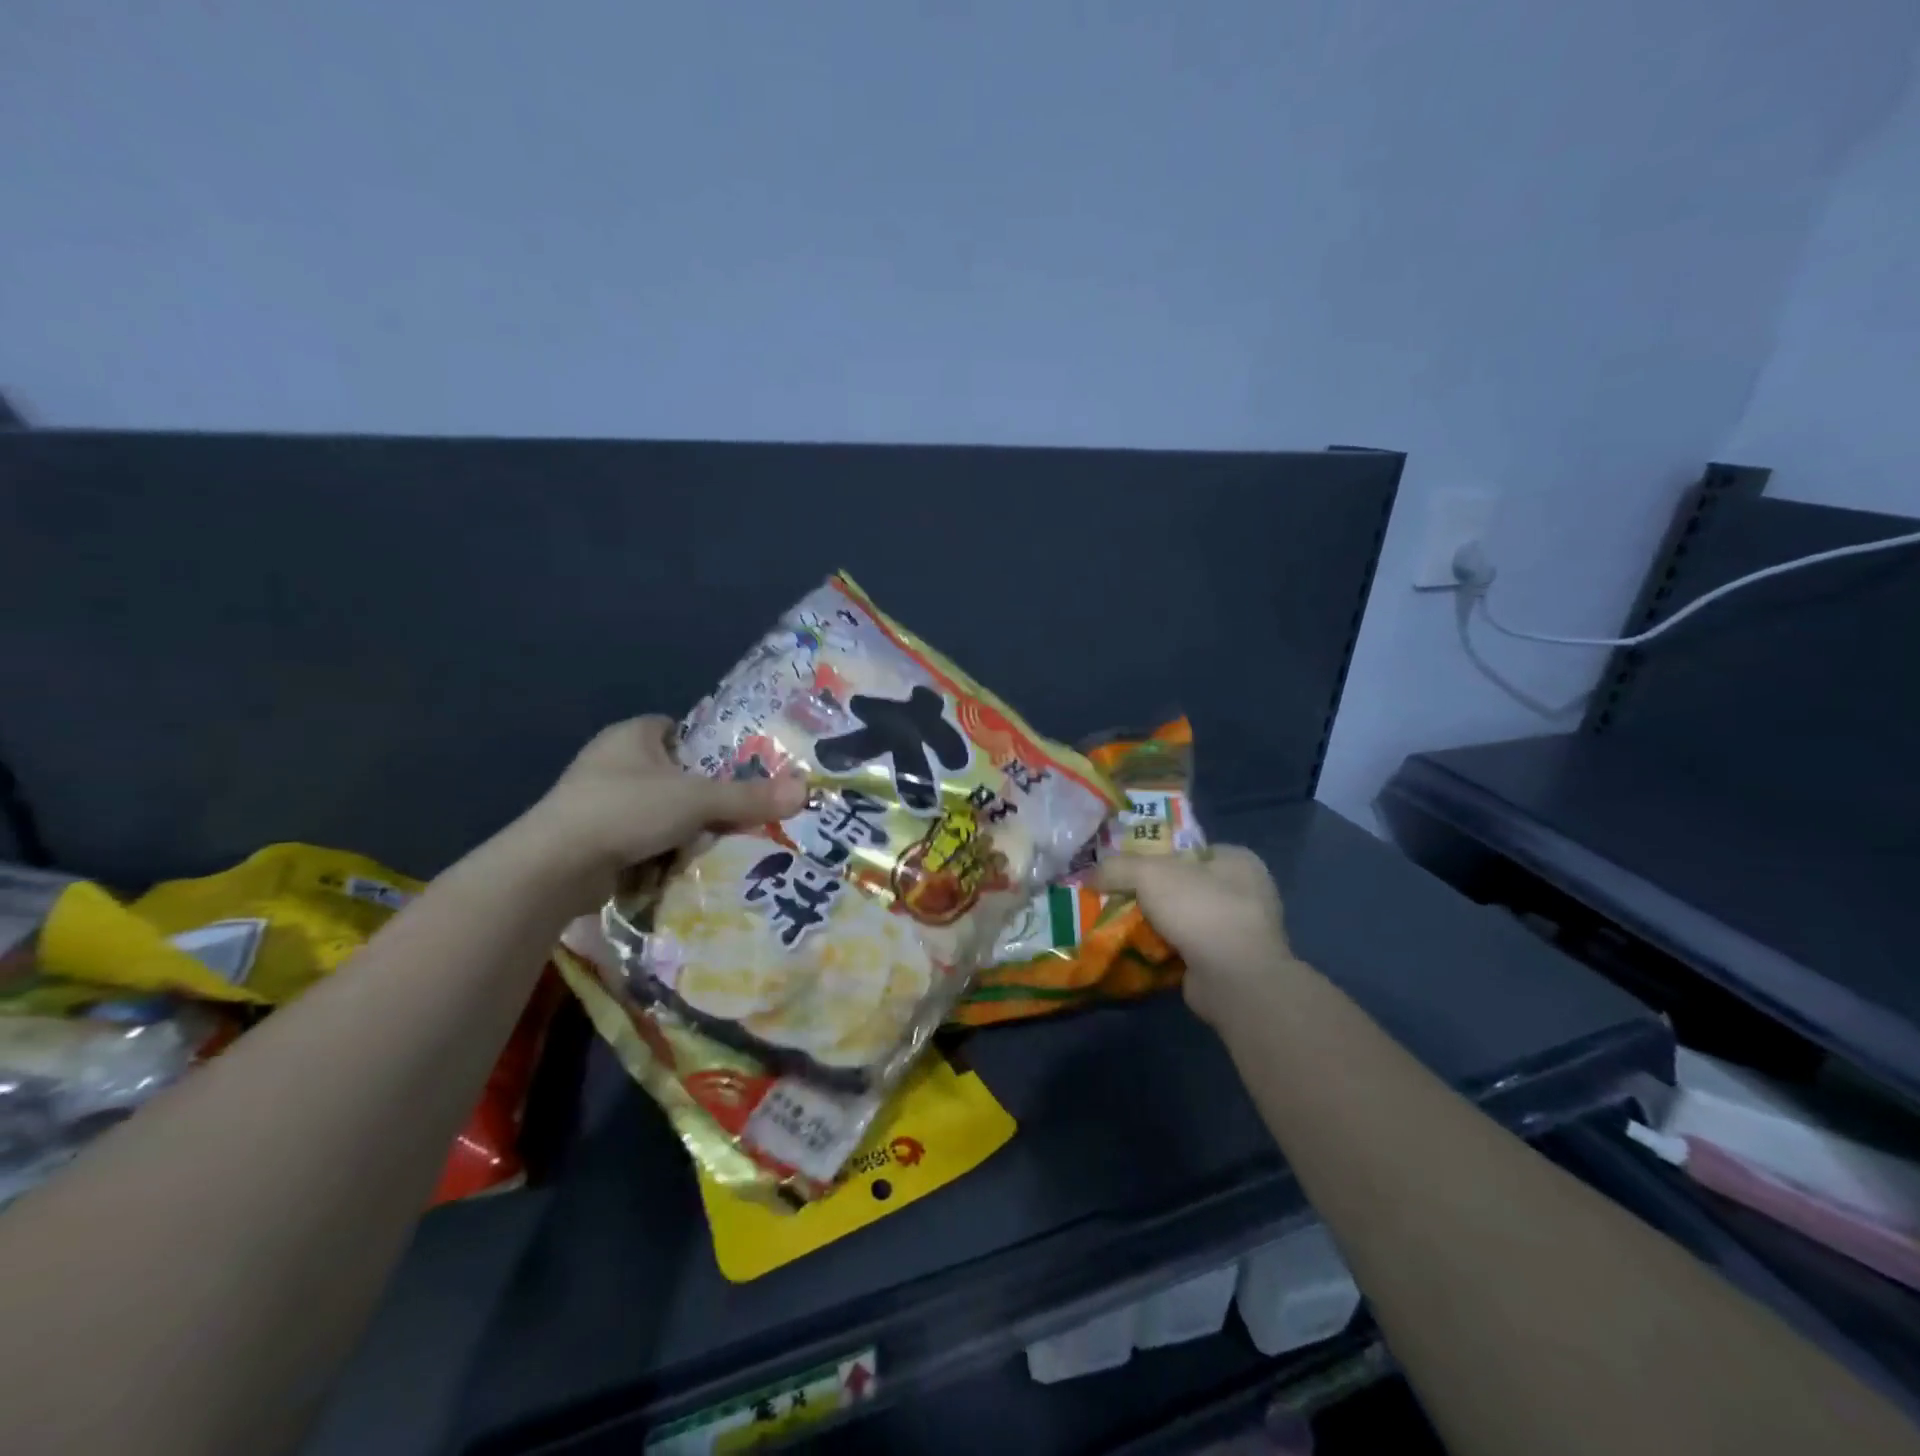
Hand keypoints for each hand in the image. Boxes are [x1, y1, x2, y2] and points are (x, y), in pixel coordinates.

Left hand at [518, 716, 808, 908]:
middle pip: (675, 774)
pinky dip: (662, 850)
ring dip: (685, 827)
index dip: (710, 746)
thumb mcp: (697, 801)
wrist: (554, 867)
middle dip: (704, 796)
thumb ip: (749, 797)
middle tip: (739, 812)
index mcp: (632, 735)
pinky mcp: (593, 838)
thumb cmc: (626, 811)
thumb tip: (805, 790)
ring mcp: (598, 801)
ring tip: (718, 842)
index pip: (679, 729)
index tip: (739, 770)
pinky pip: (642, 838)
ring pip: (660, 810)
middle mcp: (613, 762)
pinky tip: (685, 864)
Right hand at [1095, 845, 1302, 1026]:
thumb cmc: (1200, 909)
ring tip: (1121, 926)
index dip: (1155, 856)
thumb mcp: (1149, 874)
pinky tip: (1139, 951)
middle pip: (1183, 885)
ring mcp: (1240, 931)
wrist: (1235, 980)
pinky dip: (1165, 950)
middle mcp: (1245, 892)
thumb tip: (1090, 875)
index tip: (1125, 869)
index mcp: (1237, 860)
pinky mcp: (1229, 963)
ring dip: (1156, 924)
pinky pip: (1188, 948)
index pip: (1188, 850)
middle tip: (1118, 898)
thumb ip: (1117, 867)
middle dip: (1151, 894)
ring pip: (1184, 919)